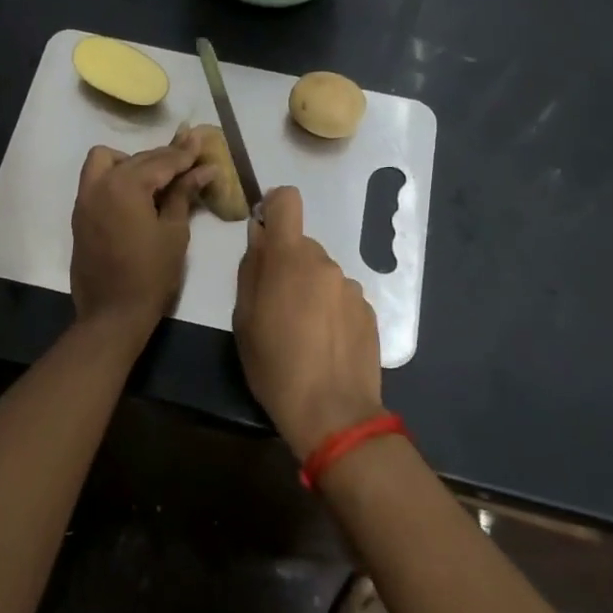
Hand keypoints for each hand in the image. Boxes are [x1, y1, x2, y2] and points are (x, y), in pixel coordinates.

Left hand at [70, 139, 211, 335]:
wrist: (112, 314)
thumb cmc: (151, 275)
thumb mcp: (174, 232)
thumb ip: (183, 194)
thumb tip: (204, 169)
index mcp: (125, 185)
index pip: (161, 161)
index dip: (185, 152)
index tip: (201, 138)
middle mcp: (99, 184)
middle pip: (137, 158)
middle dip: (164, 157)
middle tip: (191, 158)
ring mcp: (85, 199)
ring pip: (106, 161)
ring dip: (132, 162)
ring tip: (158, 178)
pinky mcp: (80, 215)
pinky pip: (97, 181)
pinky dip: (117, 177)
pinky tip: (138, 193)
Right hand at [233, 186, 382, 456]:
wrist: (333, 412)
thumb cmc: (275, 365)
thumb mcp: (244, 318)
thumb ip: (251, 269)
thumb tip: (258, 238)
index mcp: (290, 258)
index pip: (287, 200)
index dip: (273, 206)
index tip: (264, 232)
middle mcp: (325, 262)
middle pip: (301, 245)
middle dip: (287, 265)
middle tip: (275, 307)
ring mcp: (351, 286)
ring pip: (321, 273)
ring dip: (309, 290)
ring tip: (302, 333)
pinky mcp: (368, 310)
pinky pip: (340, 296)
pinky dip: (330, 310)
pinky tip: (325, 344)